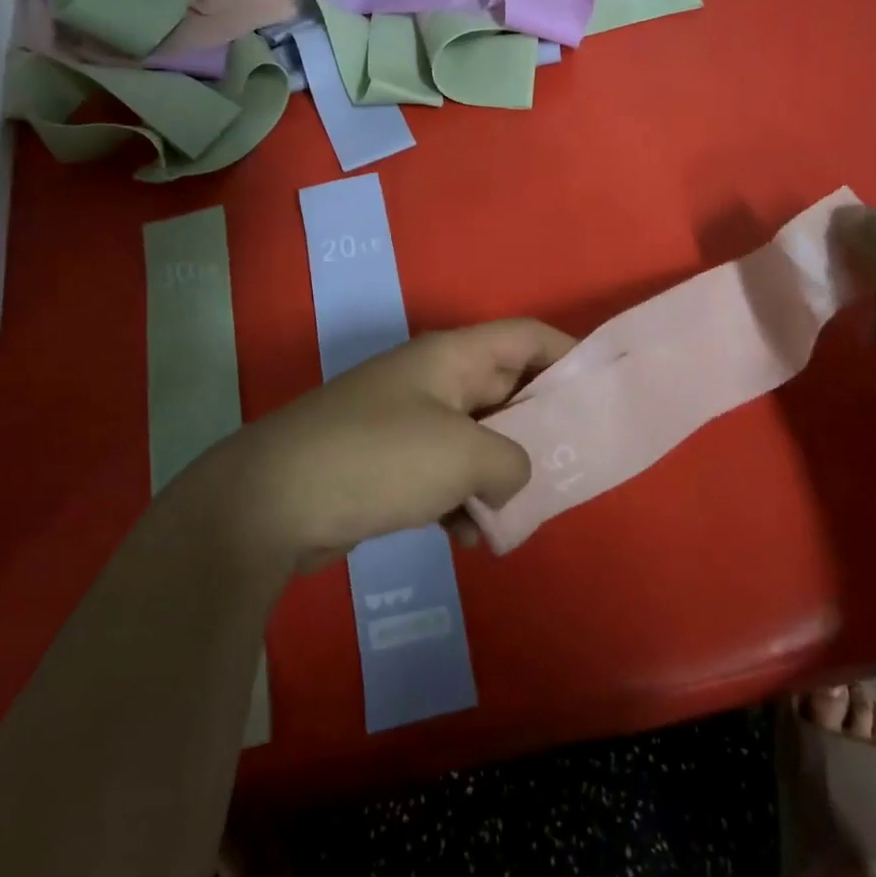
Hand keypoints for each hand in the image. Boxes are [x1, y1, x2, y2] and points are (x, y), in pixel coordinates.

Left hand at [181, 319, 575, 572]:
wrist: (272, 501)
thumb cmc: (379, 458)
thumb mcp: (463, 455)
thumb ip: (511, 460)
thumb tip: (509, 476)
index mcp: (452, 357)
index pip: (526, 337)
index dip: (569, 357)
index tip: (602, 395)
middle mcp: (432, 380)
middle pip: (505, 392)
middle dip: (538, 431)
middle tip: (572, 470)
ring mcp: (406, 421)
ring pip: (476, 440)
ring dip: (500, 477)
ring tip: (516, 517)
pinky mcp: (387, 463)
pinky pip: (443, 474)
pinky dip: (462, 501)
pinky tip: (468, 539)